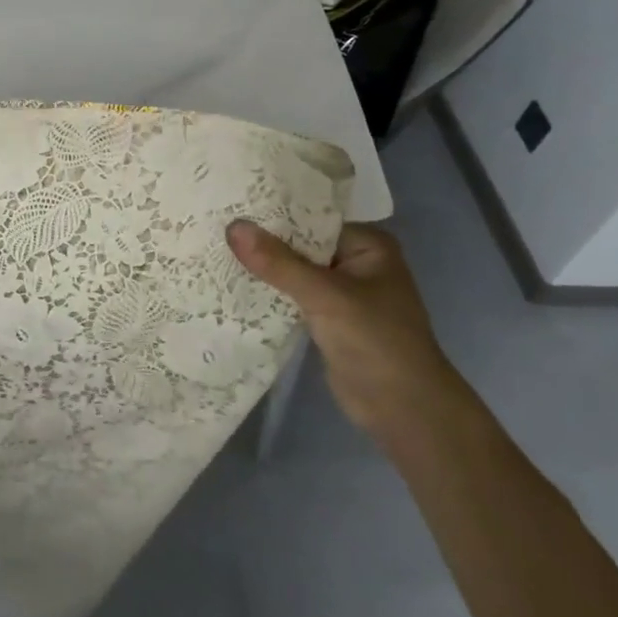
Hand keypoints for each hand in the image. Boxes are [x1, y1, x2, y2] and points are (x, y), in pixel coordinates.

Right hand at [227, 220, 456, 434]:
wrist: (403, 410)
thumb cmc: (376, 341)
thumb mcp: (325, 296)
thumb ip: (278, 262)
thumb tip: (232, 226)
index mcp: (368, 246)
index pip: (311, 218)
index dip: (272, 214)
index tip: (230, 206)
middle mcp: (355, 263)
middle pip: (300, 244)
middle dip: (262, 241)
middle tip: (214, 226)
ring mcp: (341, 293)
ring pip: (293, 271)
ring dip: (262, 268)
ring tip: (215, 250)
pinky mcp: (327, 319)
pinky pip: (291, 296)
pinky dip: (268, 293)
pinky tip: (232, 285)